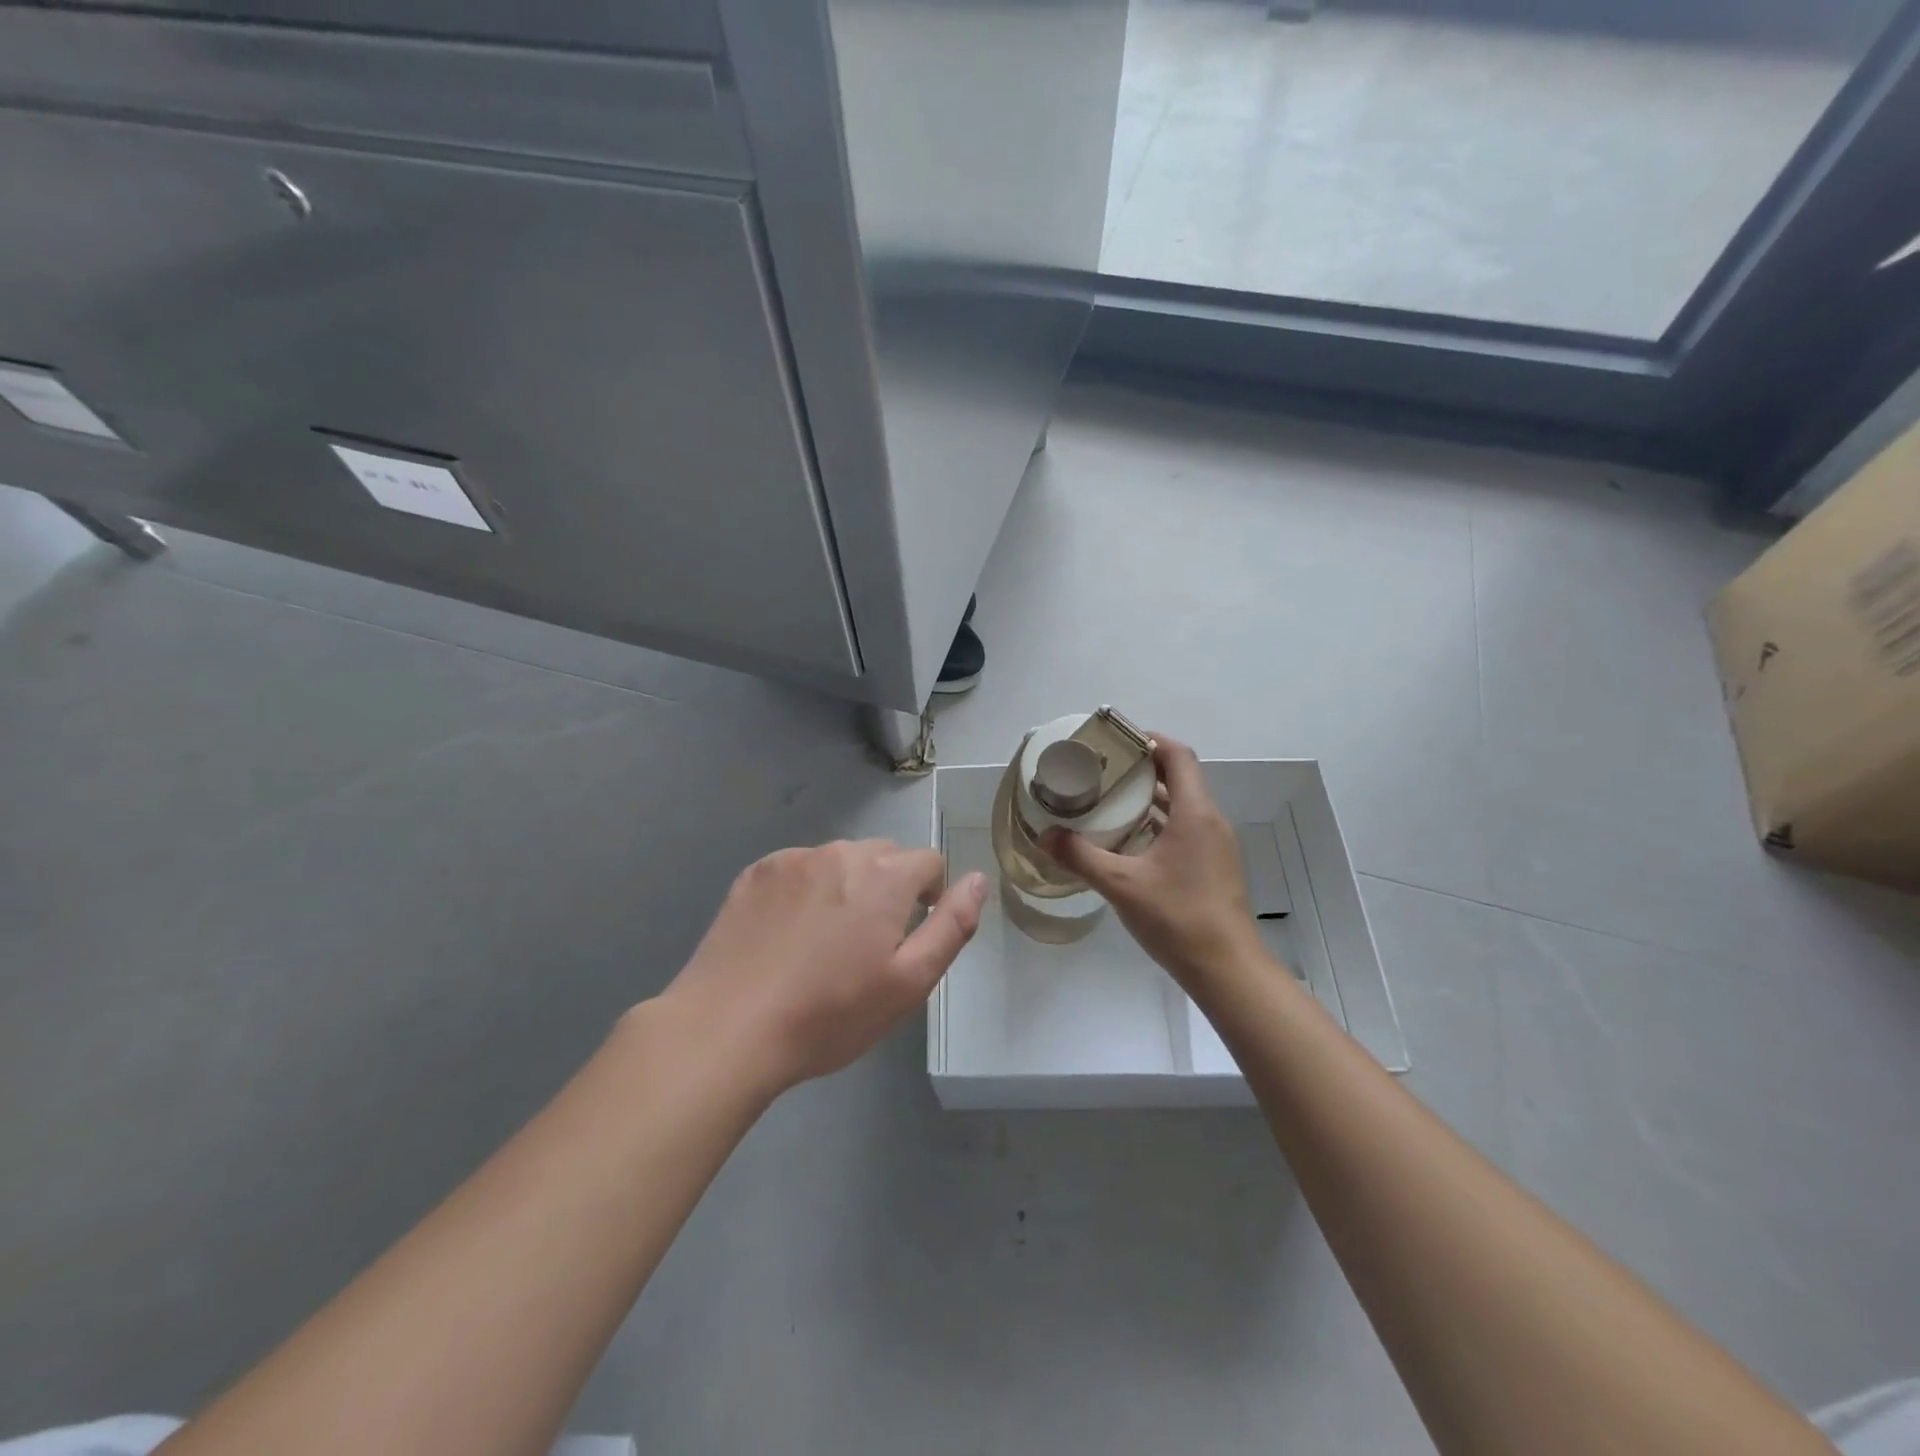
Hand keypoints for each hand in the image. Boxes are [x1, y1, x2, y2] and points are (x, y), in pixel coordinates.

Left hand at [658, 840, 987, 1096]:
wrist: (728, 1028)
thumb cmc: (830, 1014)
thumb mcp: (909, 982)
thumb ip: (951, 926)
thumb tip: (978, 880)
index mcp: (884, 876)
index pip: (928, 862)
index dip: (930, 895)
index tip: (910, 934)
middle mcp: (840, 853)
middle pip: (883, 856)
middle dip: (887, 888)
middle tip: (867, 945)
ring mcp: (792, 860)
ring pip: (838, 861)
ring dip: (845, 887)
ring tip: (824, 942)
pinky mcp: (755, 873)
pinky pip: (798, 869)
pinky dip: (804, 890)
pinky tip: (787, 935)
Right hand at [1041, 735, 1263, 991]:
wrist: (1226, 969)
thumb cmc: (1177, 917)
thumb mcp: (1121, 884)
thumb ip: (1080, 856)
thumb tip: (1044, 835)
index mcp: (1195, 813)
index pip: (1177, 755)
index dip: (1148, 740)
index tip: (1114, 741)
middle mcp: (1209, 820)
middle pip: (1179, 777)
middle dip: (1140, 768)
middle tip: (1100, 771)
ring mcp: (1214, 845)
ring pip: (1181, 805)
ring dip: (1148, 798)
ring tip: (1107, 800)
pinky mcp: (1212, 866)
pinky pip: (1183, 828)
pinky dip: (1156, 823)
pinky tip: (1126, 840)